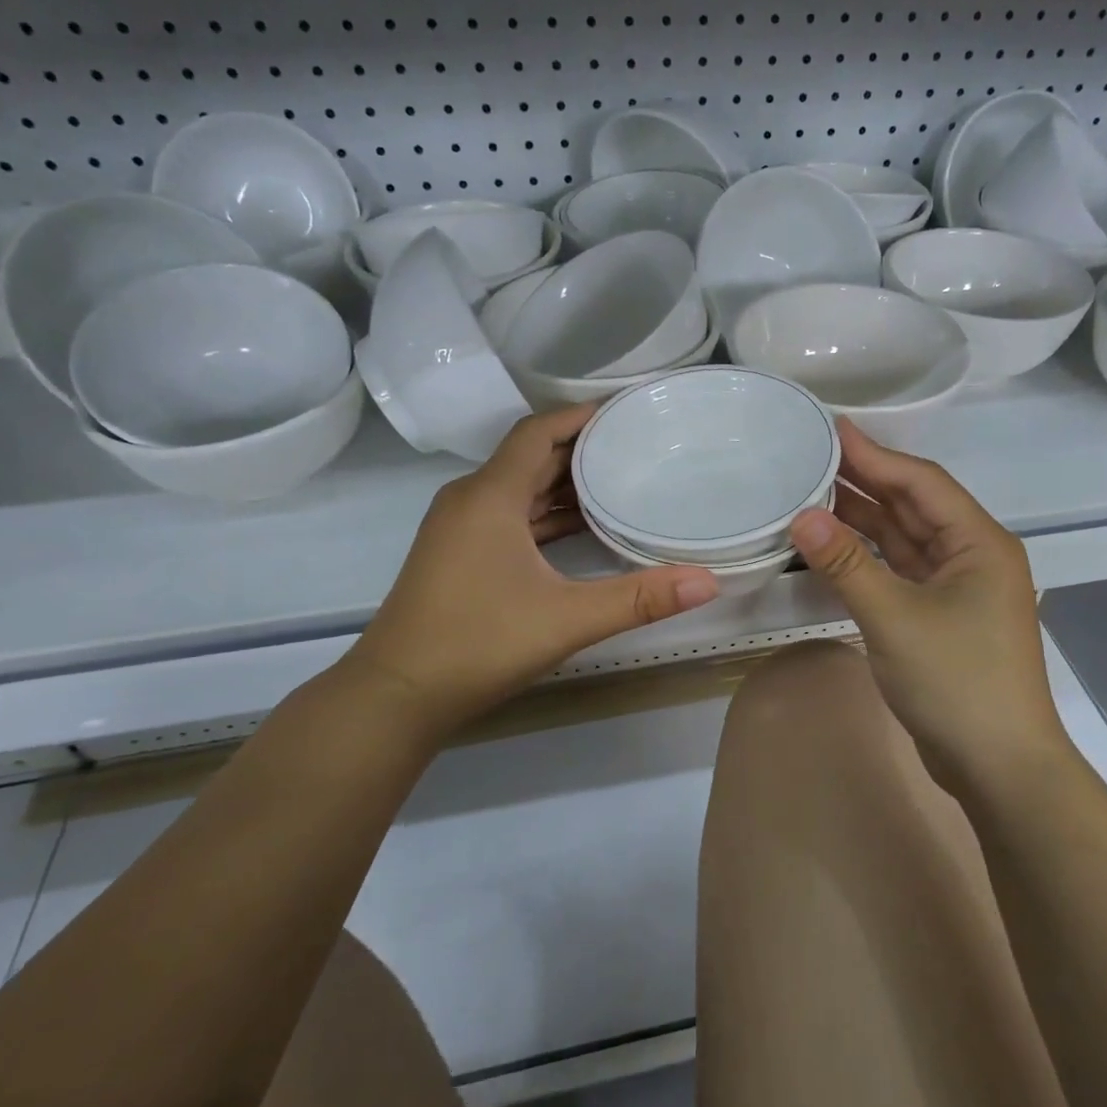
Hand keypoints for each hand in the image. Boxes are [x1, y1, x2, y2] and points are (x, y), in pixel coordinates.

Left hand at [347, 406, 719, 741]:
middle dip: (581, 448)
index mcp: (490, 496)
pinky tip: (580, 528)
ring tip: (619, 480)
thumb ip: (640, 598)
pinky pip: (508, 516)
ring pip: (518, 488)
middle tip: (637, 445)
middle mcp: (470, 500)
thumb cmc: (478, 644)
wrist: (397, 695)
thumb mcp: (568, 619)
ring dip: (563, 483)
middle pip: (529, 456)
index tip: (626, 411)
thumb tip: (709, 581)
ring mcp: (459, 528)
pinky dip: (544, 514)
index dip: (580, 415)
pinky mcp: (458, 554)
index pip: (537, 431)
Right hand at [789, 420, 1059, 788]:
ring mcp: (959, 589)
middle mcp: (973, 556)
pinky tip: (834, 548)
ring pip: (906, 540)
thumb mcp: (894, 618)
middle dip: (867, 482)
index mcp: (979, 543)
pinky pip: (901, 572)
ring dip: (865, 520)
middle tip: (813, 457)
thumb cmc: (956, 682)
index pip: (921, 482)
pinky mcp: (942, 618)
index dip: (876, 454)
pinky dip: (869, 558)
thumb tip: (801, 516)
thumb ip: (847, 565)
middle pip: (914, 506)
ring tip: (813, 494)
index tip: (831, 430)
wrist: (999, 766)